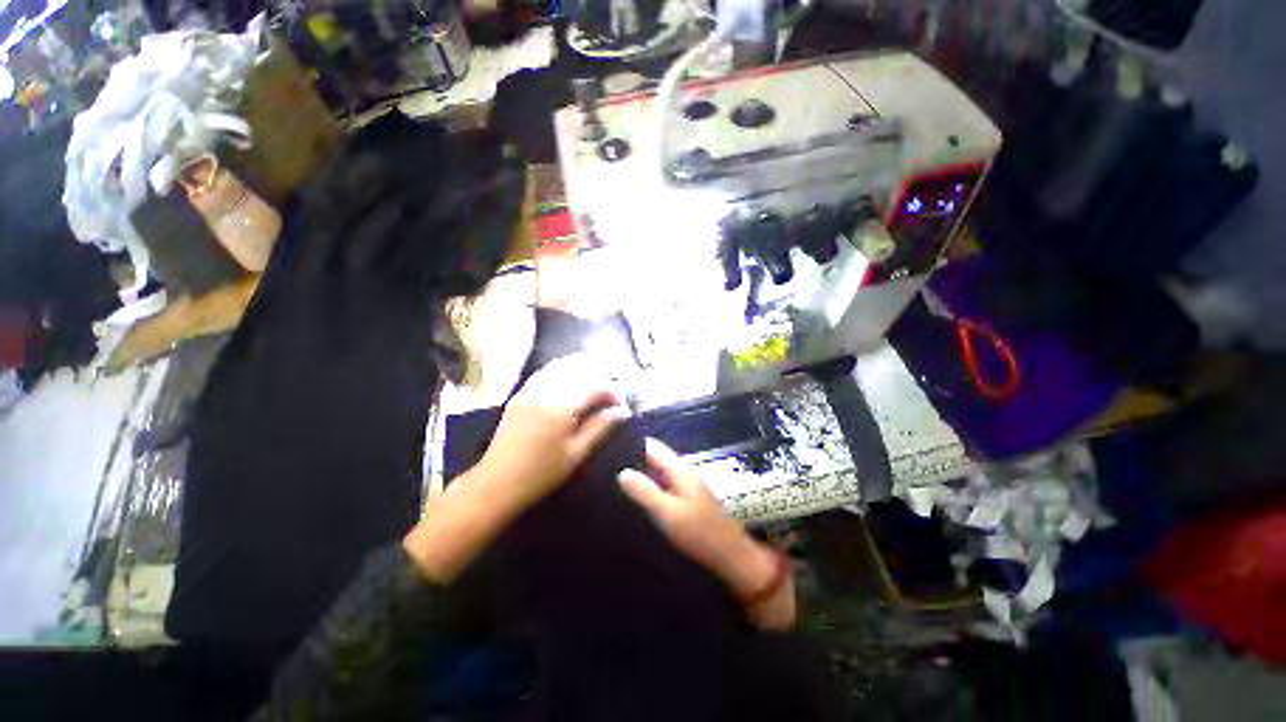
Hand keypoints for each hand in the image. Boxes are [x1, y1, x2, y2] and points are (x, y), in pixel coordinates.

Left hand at [405, 355, 628, 584]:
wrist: (497, 482)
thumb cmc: (541, 474)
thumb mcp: (576, 453)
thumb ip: (600, 427)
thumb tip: (622, 411)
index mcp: (561, 407)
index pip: (595, 385)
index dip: (613, 391)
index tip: (621, 406)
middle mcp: (546, 391)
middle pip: (580, 369)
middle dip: (600, 376)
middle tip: (611, 392)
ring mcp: (530, 389)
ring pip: (562, 365)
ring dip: (582, 369)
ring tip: (596, 381)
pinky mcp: (520, 393)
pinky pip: (546, 371)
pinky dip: (563, 370)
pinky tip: (571, 379)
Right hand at [619, 439, 795, 629]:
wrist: (731, 558)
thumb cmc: (701, 534)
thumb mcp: (669, 513)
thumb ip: (645, 492)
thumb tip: (621, 472)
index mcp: (679, 469)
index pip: (651, 446)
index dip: (630, 444)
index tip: (606, 447)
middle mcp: (681, 473)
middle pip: (652, 458)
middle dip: (630, 461)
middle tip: (603, 468)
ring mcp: (683, 487)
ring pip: (655, 474)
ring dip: (637, 476)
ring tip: (609, 482)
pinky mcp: (683, 502)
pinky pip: (660, 488)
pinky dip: (646, 489)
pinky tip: (630, 500)